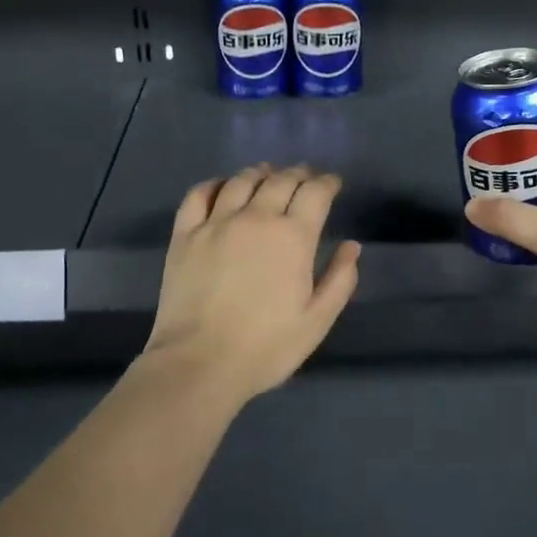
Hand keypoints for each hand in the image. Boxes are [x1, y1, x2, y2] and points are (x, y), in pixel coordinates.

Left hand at [145, 164, 361, 402]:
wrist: (199, 363)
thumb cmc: (266, 347)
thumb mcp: (317, 321)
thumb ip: (340, 280)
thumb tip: (352, 246)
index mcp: (293, 236)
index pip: (315, 192)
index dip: (327, 182)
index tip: (333, 183)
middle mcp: (256, 218)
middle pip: (280, 180)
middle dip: (298, 174)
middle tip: (305, 177)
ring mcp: (216, 223)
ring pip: (241, 181)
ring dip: (260, 173)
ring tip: (267, 174)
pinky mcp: (185, 234)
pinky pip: (198, 194)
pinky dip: (214, 184)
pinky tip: (221, 187)